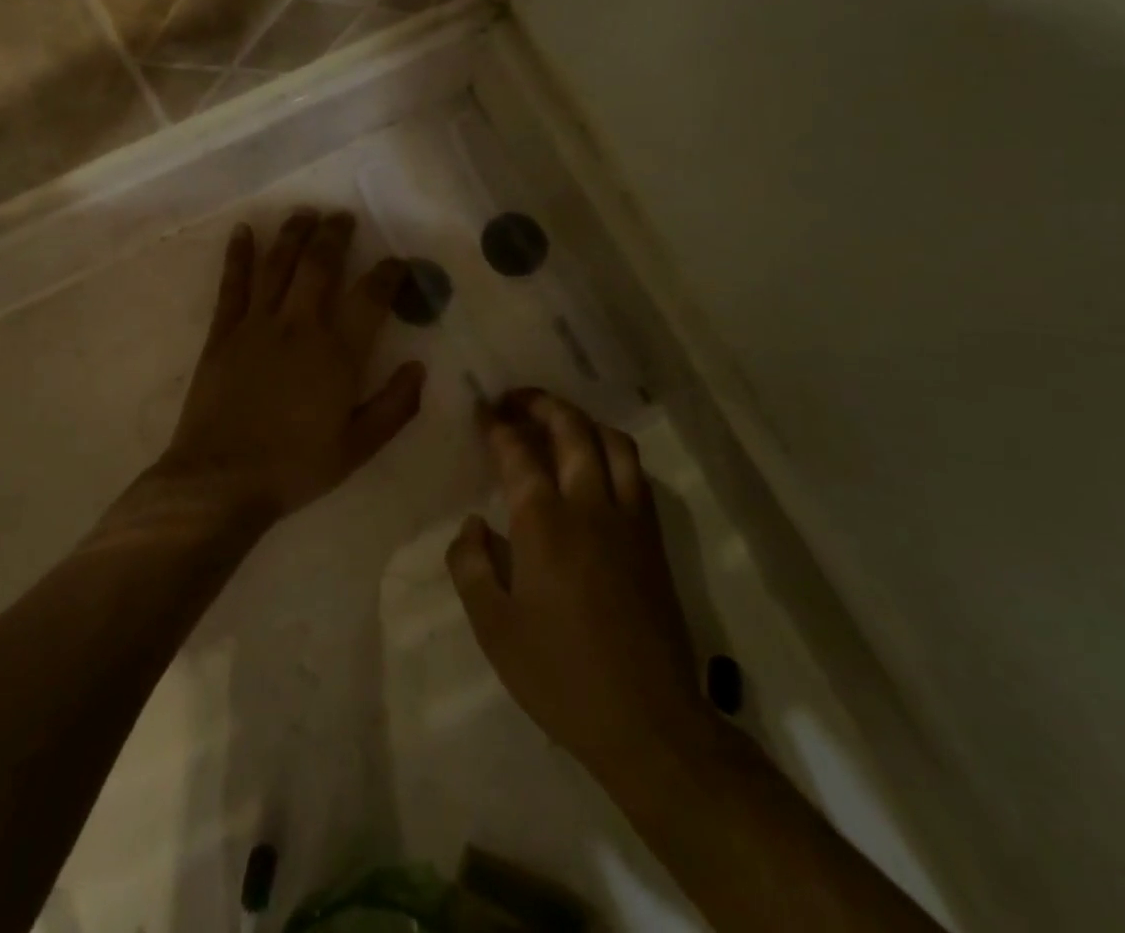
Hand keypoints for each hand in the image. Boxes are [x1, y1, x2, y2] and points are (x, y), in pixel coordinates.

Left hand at [159, 210, 425, 522]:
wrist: (222, 479)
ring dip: (293, 233)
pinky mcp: (223, 332)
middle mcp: (299, 325)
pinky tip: (243, 231)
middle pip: (319, 265)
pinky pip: (232, 284)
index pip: (370, 297)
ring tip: (305, 212)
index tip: (397, 262)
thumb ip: (394, 406)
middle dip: (334, 235)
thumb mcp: (358, 447)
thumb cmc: (296, 467)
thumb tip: (419, 368)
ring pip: (278, 264)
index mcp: (337, 352)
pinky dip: (238, 255)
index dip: (388, 273)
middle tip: (343, 216)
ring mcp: (257, 324)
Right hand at [447, 391, 710, 776]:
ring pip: (612, 442)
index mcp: (544, 523)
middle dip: (540, 404)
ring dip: (582, 421)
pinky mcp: (653, 540)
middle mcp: (590, 505)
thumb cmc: (560, 676)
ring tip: (557, 424)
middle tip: (514, 401)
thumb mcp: (494, 628)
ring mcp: (629, 520)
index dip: (497, 425)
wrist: (649, 724)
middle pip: (571, 428)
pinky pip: (635, 473)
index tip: (481, 409)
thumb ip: (471, 565)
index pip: (518, 452)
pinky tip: (596, 466)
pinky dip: (611, 451)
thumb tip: (473, 524)